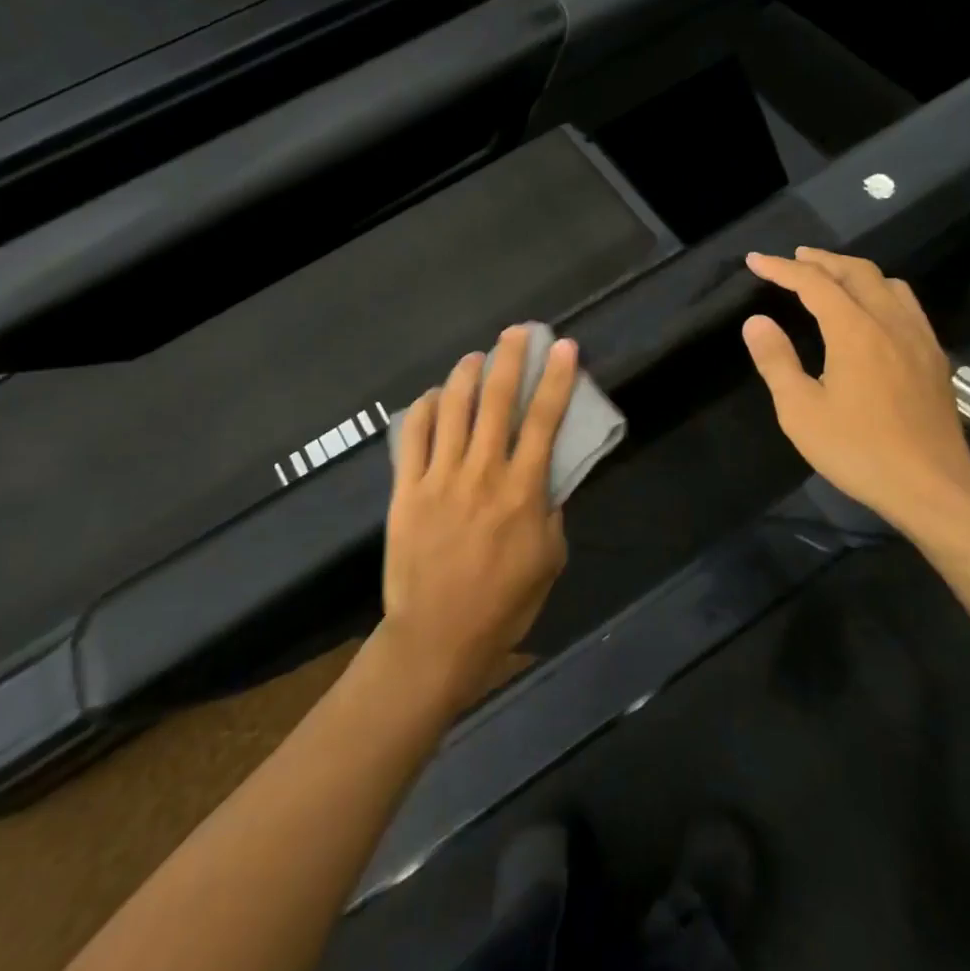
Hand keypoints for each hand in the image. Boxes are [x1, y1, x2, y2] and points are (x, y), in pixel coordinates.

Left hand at [380, 326, 576, 706]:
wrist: (437, 638)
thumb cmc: (504, 604)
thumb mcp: (549, 559)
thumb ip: (551, 511)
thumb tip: (548, 476)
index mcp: (522, 491)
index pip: (543, 421)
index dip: (556, 379)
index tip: (563, 347)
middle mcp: (481, 474)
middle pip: (496, 401)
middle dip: (509, 358)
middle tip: (516, 332)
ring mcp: (439, 478)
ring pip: (451, 408)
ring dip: (464, 375)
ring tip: (474, 357)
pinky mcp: (406, 490)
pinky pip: (412, 436)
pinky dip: (422, 409)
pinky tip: (432, 397)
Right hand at [742, 248, 969, 543]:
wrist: (931, 485)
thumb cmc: (858, 450)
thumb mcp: (800, 411)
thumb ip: (776, 361)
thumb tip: (756, 321)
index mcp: (854, 330)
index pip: (813, 282)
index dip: (781, 268)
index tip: (755, 260)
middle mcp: (889, 321)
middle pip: (856, 271)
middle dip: (820, 259)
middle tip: (794, 258)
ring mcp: (918, 337)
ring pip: (887, 283)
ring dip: (854, 271)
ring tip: (832, 276)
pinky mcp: (934, 356)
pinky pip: (907, 304)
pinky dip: (881, 291)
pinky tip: (874, 311)